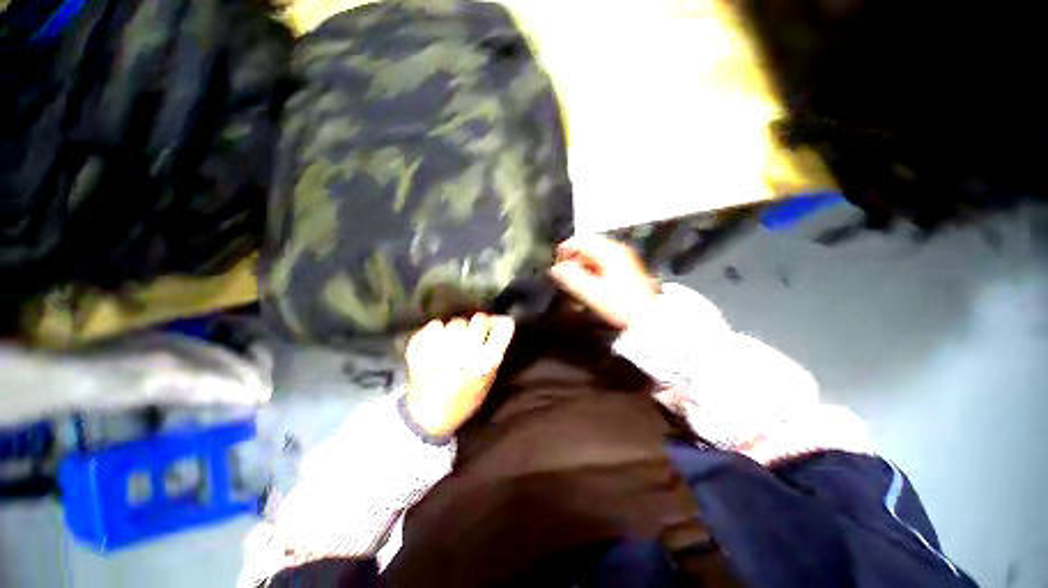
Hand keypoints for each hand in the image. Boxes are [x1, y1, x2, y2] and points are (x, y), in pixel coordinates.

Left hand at [404, 314, 515, 437]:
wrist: (427, 416)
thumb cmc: (463, 399)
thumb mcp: (487, 379)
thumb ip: (495, 351)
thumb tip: (501, 321)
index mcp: (487, 361)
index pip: (502, 326)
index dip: (498, 324)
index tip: (491, 328)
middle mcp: (468, 352)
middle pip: (480, 318)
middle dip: (477, 326)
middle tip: (470, 337)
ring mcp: (443, 349)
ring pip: (456, 322)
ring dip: (456, 330)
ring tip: (450, 346)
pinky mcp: (423, 347)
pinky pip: (434, 325)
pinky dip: (435, 332)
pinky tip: (435, 346)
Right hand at [549, 235, 658, 329]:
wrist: (646, 318)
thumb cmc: (622, 306)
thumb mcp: (593, 293)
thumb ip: (572, 279)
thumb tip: (555, 270)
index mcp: (610, 252)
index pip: (580, 241)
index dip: (564, 252)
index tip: (557, 266)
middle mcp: (617, 251)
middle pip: (586, 246)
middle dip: (572, 260)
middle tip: (564, 275)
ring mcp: (622, 259)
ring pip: (593, 254)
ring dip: (581, 266)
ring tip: (575, 283)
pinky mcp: (624, 268)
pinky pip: (600, 262)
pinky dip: (590, 271)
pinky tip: (589, 285)